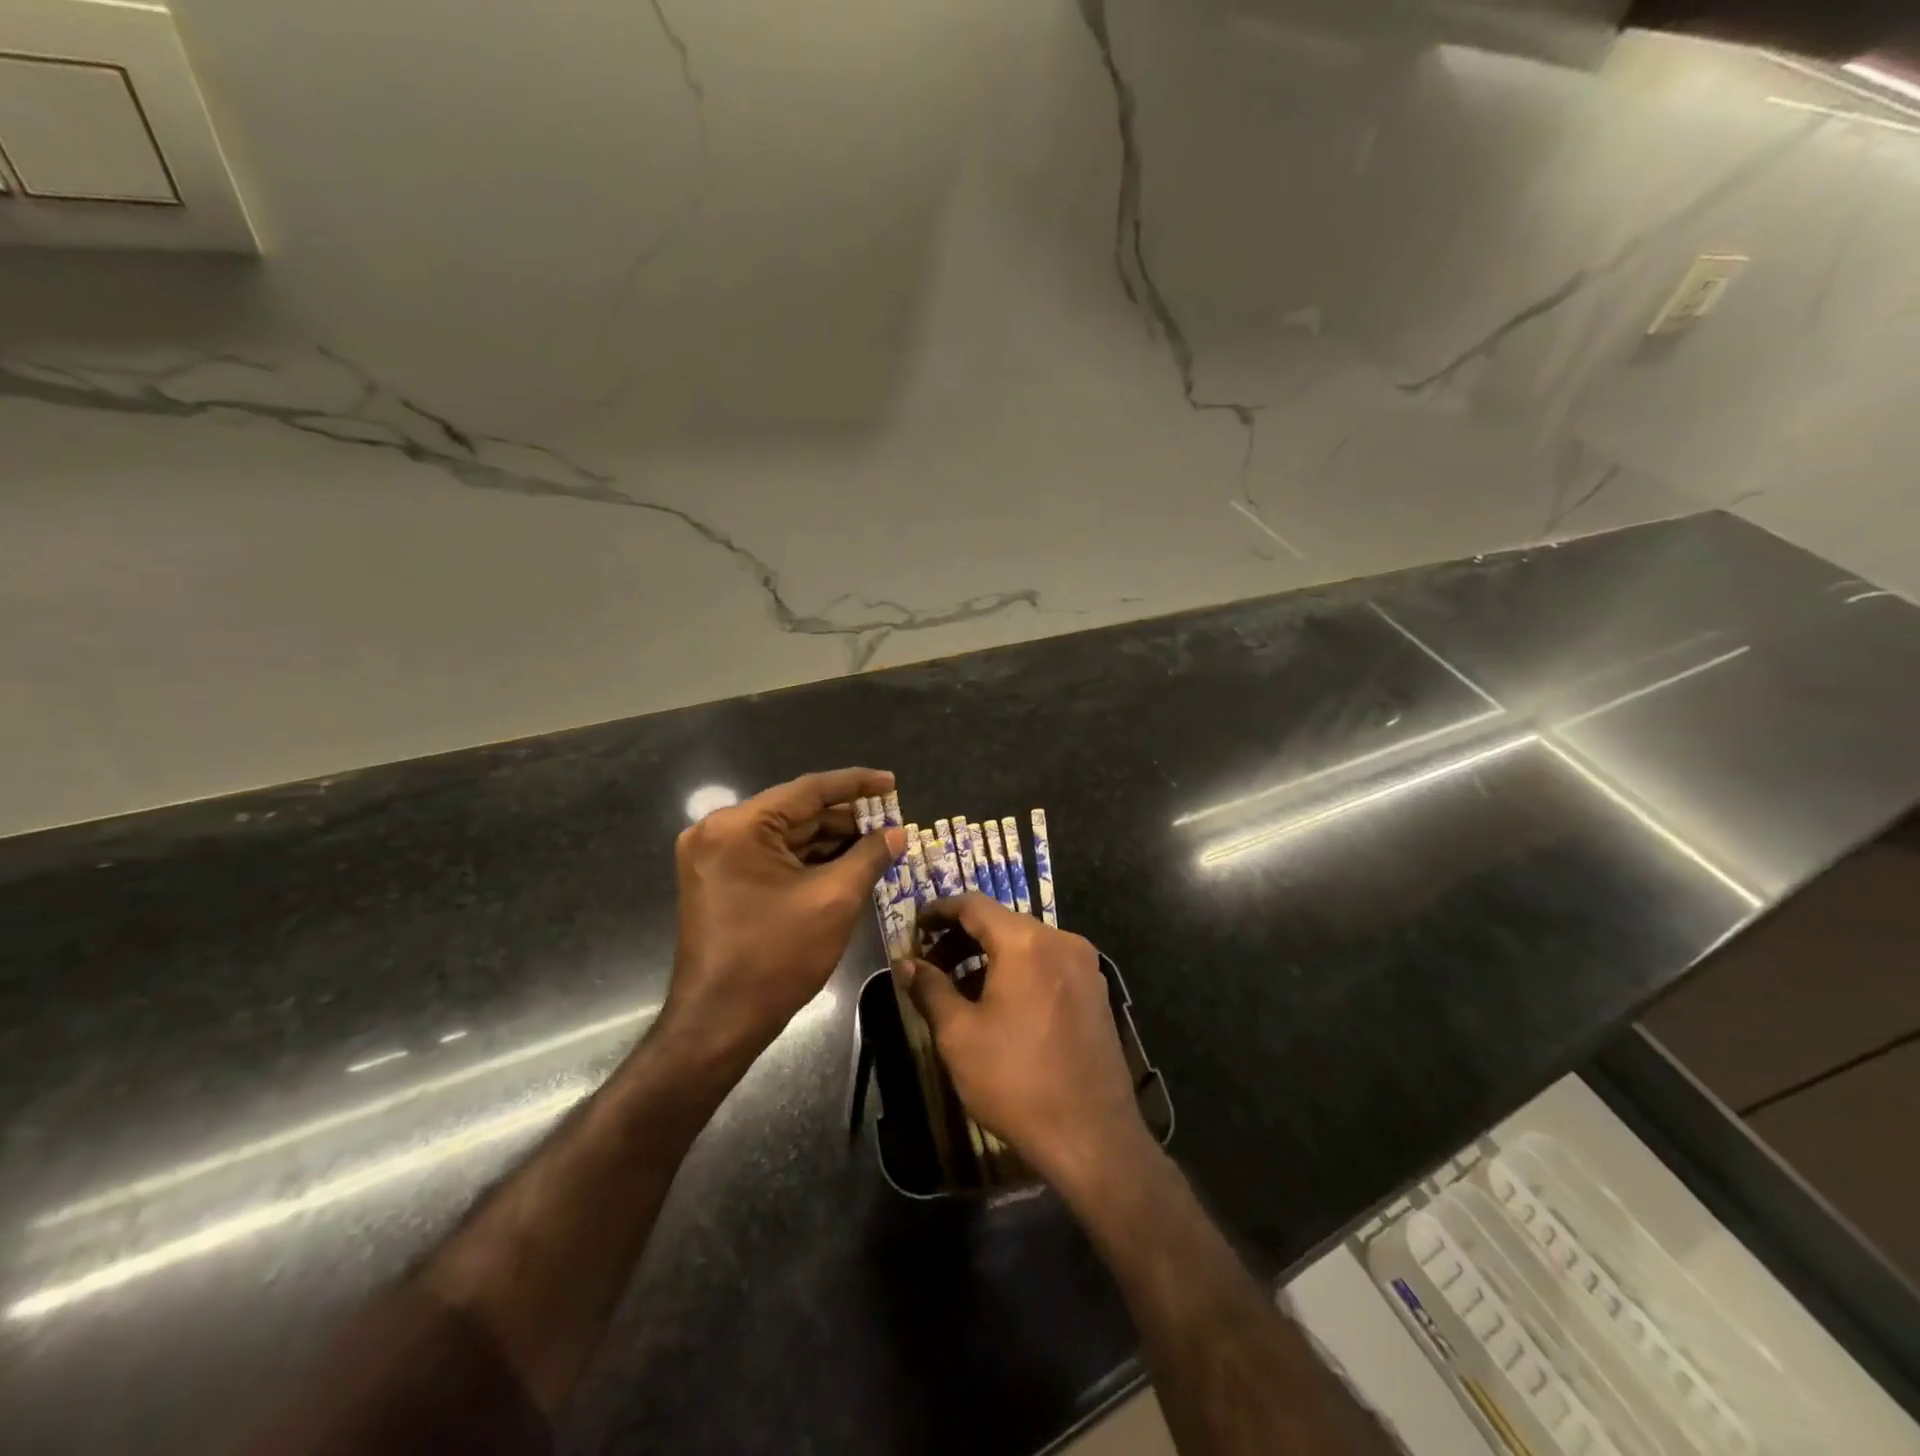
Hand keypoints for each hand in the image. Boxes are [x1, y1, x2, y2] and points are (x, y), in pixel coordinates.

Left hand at [665, 767, 904, 1065]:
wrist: (718, 1023)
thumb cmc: (776, 957)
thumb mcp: (834, 900)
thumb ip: (869, 856)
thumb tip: (897, 832)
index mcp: (740, 826)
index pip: (808, 790)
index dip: (856, 785)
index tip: (891, 783)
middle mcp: (719, 830)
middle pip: (796, 812)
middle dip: (846, 818)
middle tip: (891, 822)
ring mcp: (715, 856)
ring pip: (786, 835)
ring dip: (830, 840)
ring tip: (878, 842)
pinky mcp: (719, 879)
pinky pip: (772, 856)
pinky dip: (808, 859)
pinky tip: (846, 862)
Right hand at [895, 894, 1150, 1191]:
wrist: (1092, 1136)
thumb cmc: (1015, 1080)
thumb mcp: (959, 1035)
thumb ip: (930, 989)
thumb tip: (906, 963)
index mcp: (1026, 941)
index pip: (974, 905)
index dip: (940, 911)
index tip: (915, 926)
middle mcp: (1061, 940)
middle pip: (1002, 922)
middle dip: (962, 938)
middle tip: (930, 964)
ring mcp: (1085, 966)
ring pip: (1027, 944)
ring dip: (990, 957)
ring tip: (959, 989)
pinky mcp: (1096, 992)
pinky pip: (1048, 965)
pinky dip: (1019, 971)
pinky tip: (1000, 1004)